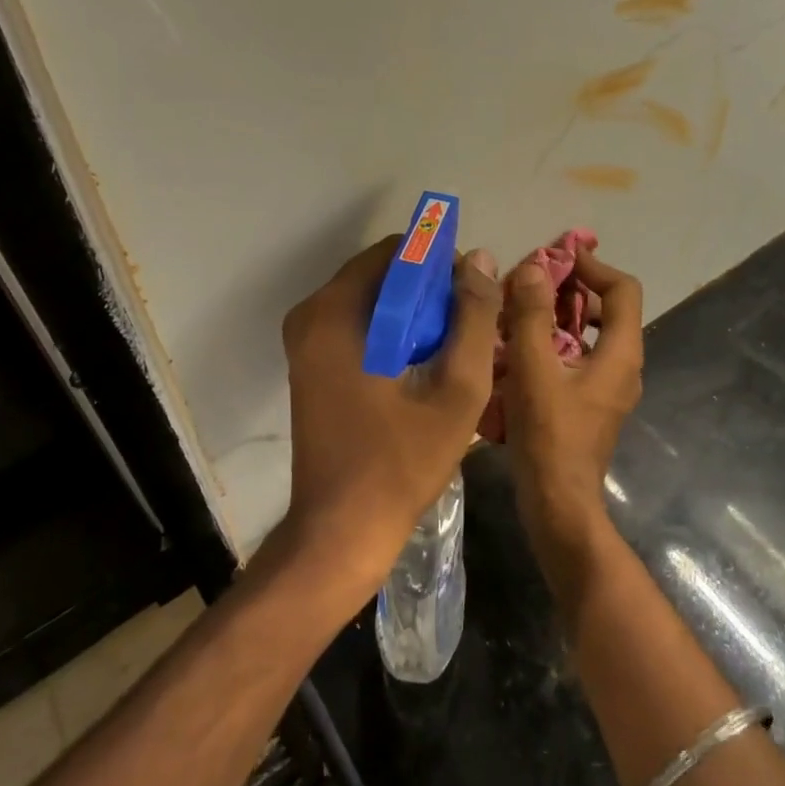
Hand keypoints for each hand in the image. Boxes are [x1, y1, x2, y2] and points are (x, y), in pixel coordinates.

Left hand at [268, 236, 500, 603]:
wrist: (340, 533)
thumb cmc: (400, 464)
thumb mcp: (456, 390)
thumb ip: (474, 318)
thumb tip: (480, 260)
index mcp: (335, 313)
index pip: (396, 252)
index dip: (441, 265)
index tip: (470, 301)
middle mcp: (310, 315)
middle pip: (382, 274)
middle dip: (429, 291)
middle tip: (466, 331)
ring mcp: (305, 341)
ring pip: (373, 300)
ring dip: (414, 313)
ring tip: (450, 350)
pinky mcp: (309, 363)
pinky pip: (359, 325)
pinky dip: (392, 332)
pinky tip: (422, 366)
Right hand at [501, 248, 643, 560]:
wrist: (558, 505)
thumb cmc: (549, 436)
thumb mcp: (534, 369)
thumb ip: (533, 315)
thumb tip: (534, 267)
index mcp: (620, 353)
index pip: (622, 289)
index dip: (592, 266)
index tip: (556, 257)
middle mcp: (623, 366)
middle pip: (607, 309)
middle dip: (570, 289)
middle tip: (530, 281)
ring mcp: (608, 387)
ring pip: (590, 334)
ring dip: (558, 315)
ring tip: (519, 308)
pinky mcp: (590, 403)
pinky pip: (578, 356)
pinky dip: (554, 341)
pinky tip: (519, 346)